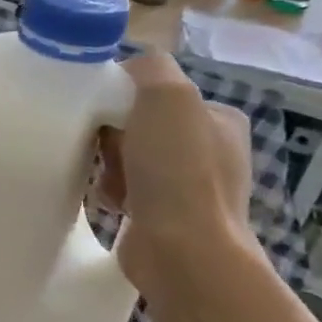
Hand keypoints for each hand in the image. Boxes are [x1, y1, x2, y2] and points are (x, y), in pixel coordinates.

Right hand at [96, 51, 254, 293]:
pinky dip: (110, 192)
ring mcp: (190, 188)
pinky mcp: (165, 218)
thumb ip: (149, 68)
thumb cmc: (178, 172)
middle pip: (139, 124)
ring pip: (128, 158)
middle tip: (103, 150)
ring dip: (108, 166)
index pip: (158, 91)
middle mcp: (210, 150)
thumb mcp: (168, 97)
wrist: (183, 253)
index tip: (106, 114)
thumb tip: (126, 74)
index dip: (124, 97)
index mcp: (218, 118)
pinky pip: (125, 190)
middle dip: (113, 135)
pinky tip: (107, 202)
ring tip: (106, 181)